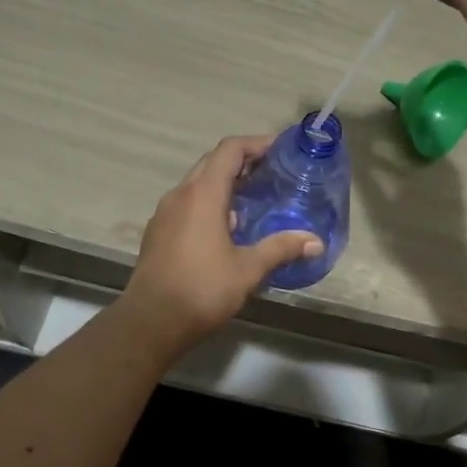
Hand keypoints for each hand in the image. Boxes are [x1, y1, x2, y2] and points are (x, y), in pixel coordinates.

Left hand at [117, 136, 322, 354]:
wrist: (151, 322)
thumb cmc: (202, 289)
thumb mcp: (248, 269)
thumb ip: (281, 249)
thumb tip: (315, 242)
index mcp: (202, 194)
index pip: (229, 150)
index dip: (255, 143)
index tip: (279, 148)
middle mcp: (180, 194)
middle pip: (212, 162)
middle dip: (242, 161)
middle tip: (271, 171)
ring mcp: (165, 213)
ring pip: (197, 182)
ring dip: (224, 182)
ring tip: (253, 197)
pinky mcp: (158, 231)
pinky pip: (187, 203)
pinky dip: (209, 201)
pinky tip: (227, 226)